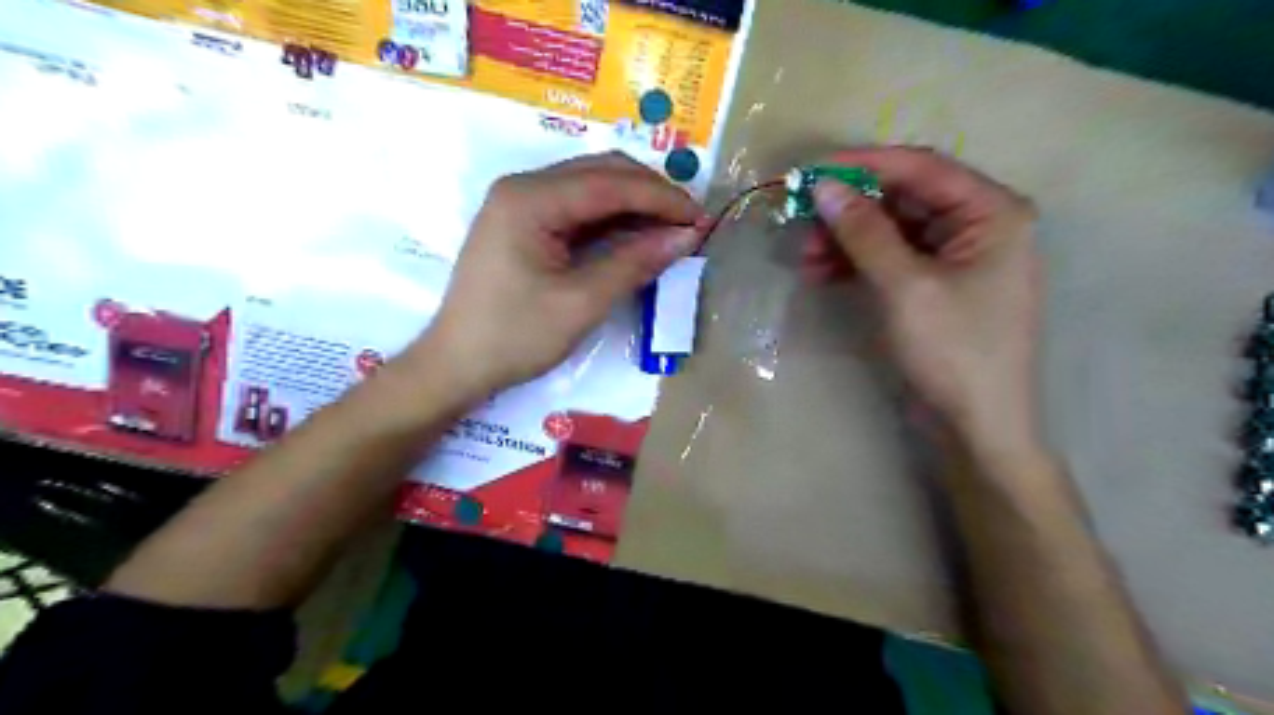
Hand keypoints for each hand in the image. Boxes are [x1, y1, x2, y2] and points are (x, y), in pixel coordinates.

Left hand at [406, 153, 702, 397]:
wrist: (457, 365)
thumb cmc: (515, 337)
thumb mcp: (582, 303)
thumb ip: (635, 263)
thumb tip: (687, 237)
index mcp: (530, 199)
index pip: (610, 183)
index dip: (661, 198)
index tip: (701, 218)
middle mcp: (523, 188)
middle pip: (601, 173)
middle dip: (650, 194)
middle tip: (690, 223)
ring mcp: (520, 204)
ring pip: (591, 187)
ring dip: (633, 205)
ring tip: (671, 230)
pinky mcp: (523, 224)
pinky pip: (577, 209)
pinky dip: (611, 220)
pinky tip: (637, 236)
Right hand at [811, 146, 1039, 453]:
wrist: (977, 426)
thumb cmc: (954, 351)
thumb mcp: (905, 286)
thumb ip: (864, 231)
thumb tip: (824, 187)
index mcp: (991, 212)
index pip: (920, 168)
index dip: (863, 165)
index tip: (812, 171)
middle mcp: (978, 225)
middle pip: (902, 198)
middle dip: (849, 211)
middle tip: (802, 222)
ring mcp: (955, 257)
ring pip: (890, 230)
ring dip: (846, 240)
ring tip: (805, 259)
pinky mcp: (934, 284)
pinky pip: (890, 259)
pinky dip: (856, 263)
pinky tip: (822, 274)